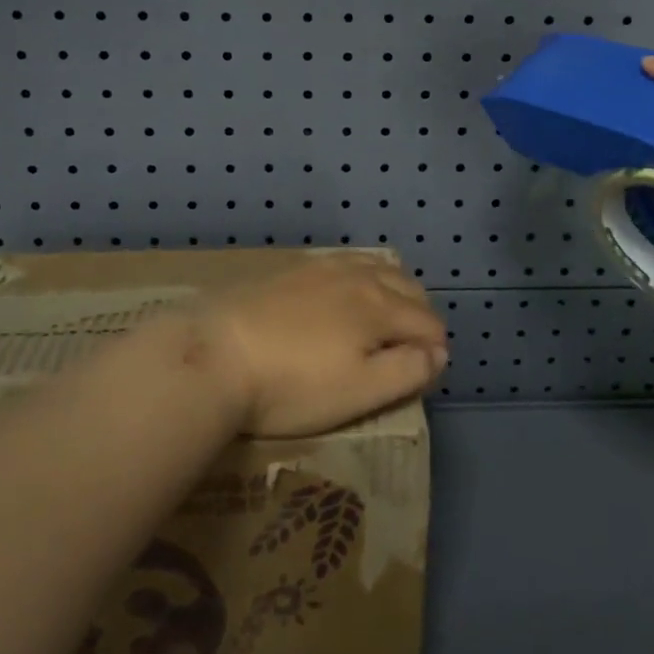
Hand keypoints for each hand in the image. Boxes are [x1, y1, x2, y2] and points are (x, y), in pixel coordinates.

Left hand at [198, 255, 448, 436]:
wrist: (215, 354)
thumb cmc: (291, 386)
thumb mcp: (358, 392)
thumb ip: (406, 371)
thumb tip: (438, 352)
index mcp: (380, 307)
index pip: (428, 323)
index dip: (435, 350)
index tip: (424, 374)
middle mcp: (359, 276)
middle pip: (409, 287)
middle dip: (420, 315)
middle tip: (409, 348)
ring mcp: (323, 266)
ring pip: (378, 267)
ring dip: (394, 290)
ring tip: (385, 317)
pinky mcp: (293, 267)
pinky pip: (346, 261)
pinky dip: (363, 275)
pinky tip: (345, 292)